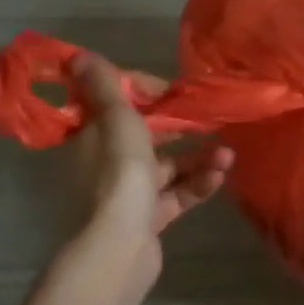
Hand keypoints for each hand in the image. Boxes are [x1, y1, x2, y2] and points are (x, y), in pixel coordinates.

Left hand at [61, 53, 232, 299]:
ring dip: (198, 158)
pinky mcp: (147, 219)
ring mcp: (126, 194)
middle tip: (207, 120)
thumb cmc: (118, 173)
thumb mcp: (115, 120)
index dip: (143, 93)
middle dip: (180, 128)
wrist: (118, 248)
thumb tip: (77, 56)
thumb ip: (103, 86)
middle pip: (145, 136)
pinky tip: (219, 177)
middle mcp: (105, 163)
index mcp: (91, 137)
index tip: (170, 92)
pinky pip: (176, 194)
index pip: (116, 104)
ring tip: (227, 156)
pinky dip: (196, 184)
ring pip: (167, 167)